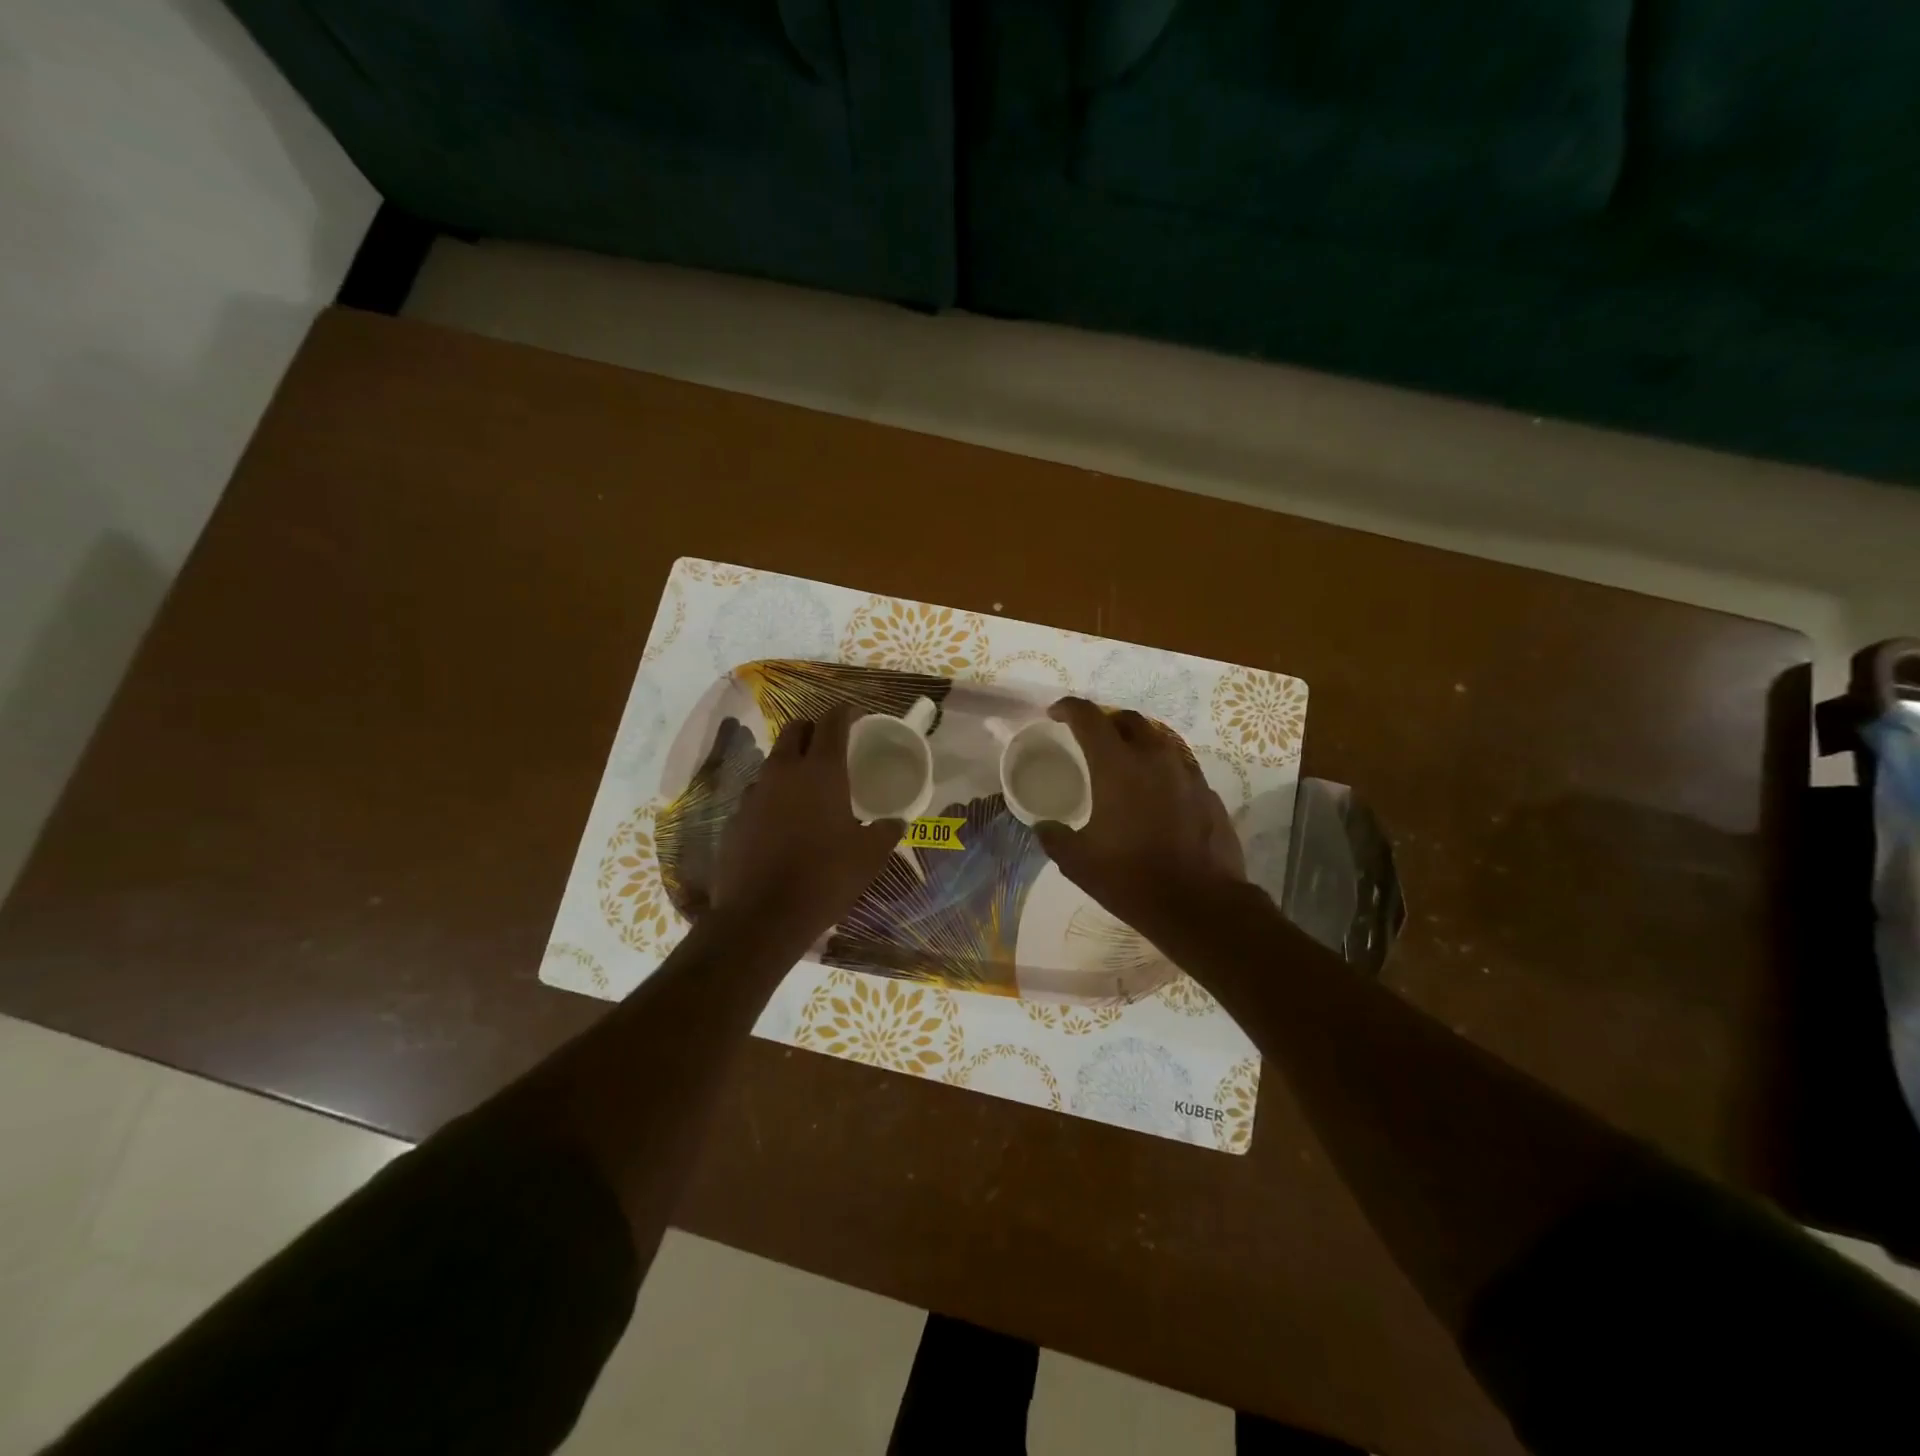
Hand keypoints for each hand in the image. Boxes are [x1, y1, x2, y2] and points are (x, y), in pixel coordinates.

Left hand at [711, 704, 901, 950]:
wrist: (762, 916)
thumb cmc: (825, 877)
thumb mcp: (870, 856)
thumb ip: (886, 831)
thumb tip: (896, 822)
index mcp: (822, 771)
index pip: (832, 721)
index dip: (846, 712)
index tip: (857, 715)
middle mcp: (784, 772)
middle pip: (796, 729)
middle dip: (814, 728)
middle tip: (831, 745)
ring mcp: (755, 793)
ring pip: (774, 761)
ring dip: (792, 763)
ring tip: (808, 787)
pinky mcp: (736, 818)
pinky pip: (758, 793)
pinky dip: (774, 796)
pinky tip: (784, 821)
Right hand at [1035, 697, 1244, 938]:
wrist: (1201, 905)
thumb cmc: (1132, 878)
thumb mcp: (1078, 862)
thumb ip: (1054, 837)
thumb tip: (1044, 827)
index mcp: (1117, 766)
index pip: (1089, 717)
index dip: (1068, 708)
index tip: (1055, 714)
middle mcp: (1154, 758)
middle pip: (1128, 719)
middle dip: (1105, 721)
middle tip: (1090, 740)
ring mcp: (1187, 773)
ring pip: (1158, 740)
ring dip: (1136, 744)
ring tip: (1123, 766)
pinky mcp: (1208, 793)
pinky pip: (1179, 767)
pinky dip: (1160, 770)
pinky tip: (1154, 796)